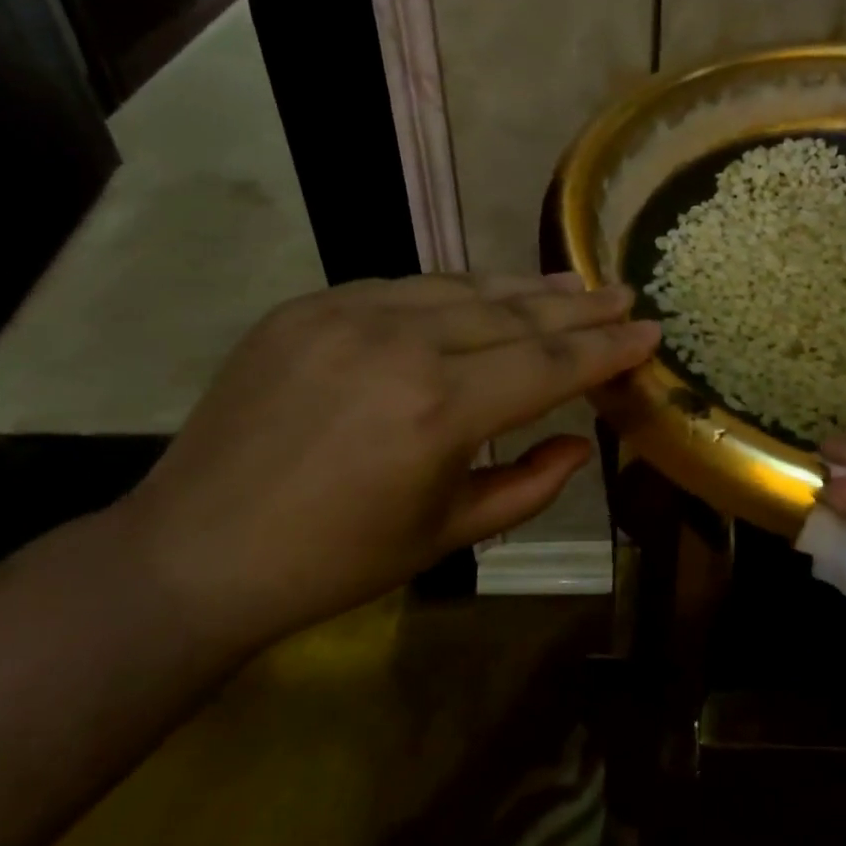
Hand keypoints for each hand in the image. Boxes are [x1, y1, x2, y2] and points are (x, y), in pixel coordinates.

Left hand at [114, 273, 659, 653]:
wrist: (195, 551)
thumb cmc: (334, 562)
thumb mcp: (447, 534)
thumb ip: (529, 485)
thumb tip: (583, 439)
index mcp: (439, 411)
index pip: (549, 363)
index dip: (606, 347)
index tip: (650, 331)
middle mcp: (399, 344)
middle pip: (513, 313)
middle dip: (578, 305)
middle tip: (624, 293)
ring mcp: (347, 314)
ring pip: (460, 288)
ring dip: (523, 288)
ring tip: (572, 283)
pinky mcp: (308, 306)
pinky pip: (403, 288)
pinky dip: (455, 292)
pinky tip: (484, 295)